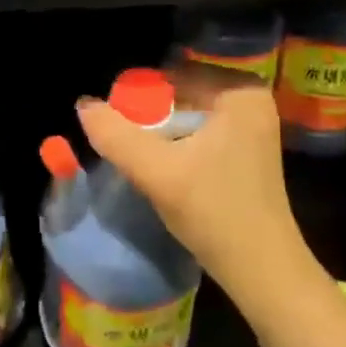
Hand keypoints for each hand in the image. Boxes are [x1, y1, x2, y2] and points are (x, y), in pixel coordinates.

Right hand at [74, 65, 320, 316]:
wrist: (262, 270)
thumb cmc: (214, 212)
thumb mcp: (157, 172)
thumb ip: (115, 135)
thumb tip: (83, 104)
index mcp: (239, 91)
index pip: (171, 75)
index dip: (136, 97)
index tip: (115, 123)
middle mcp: (251, 99)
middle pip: (180, 94)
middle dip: (148, 116)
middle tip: (123, 141)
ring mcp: (253, 125)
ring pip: (187, 114)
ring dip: (160, 132)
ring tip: (138, 156)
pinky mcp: (248, 148)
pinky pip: (200, 131)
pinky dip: (177, 144)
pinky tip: (162, 167)